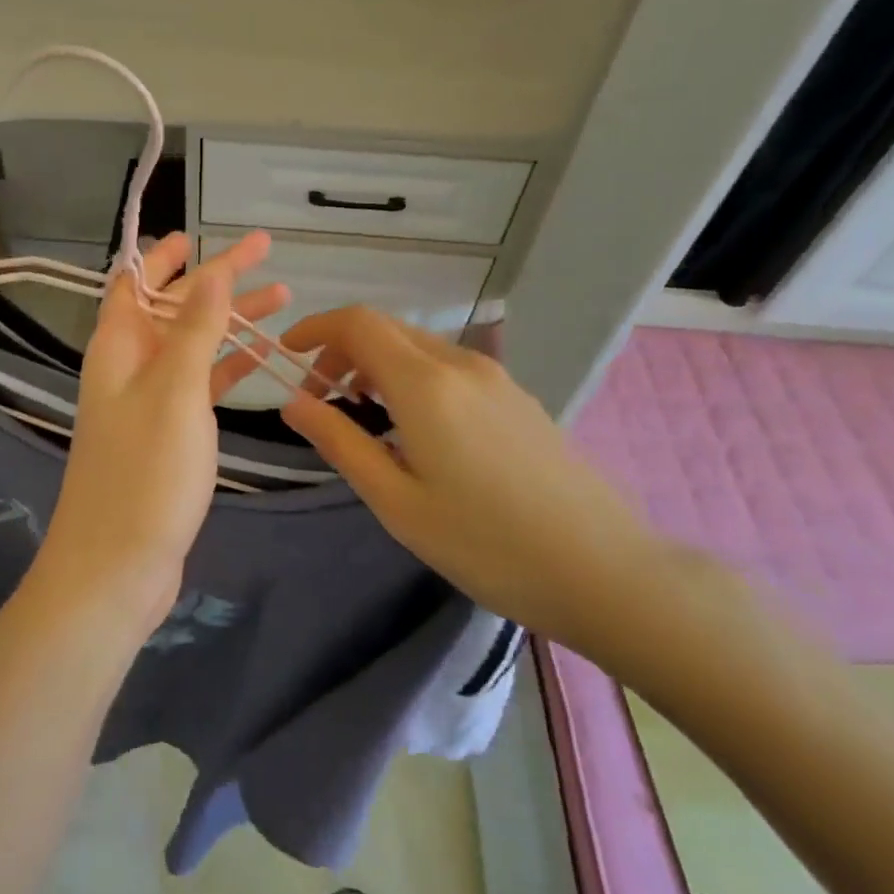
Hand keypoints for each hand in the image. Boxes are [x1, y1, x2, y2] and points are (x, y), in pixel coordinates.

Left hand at [29, 231, 286, 634]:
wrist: (117, 567)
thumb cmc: (145, 472)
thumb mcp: (175, 390)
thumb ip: (196, 328)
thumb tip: (210, 269)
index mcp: (119, 345)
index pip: (139, 280)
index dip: (169, 254)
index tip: (206, 232)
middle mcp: (129, 365)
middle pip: (174, 307)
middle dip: (217, 279)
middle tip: (268, 255)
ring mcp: (149, 400)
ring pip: (194, 344)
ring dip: (231, 320)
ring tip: (284, 298)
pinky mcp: (168, 433)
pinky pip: (201, 384)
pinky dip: (230, 366)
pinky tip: (265, 357)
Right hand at [277, 307, 658, 651]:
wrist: (606, 571)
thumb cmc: (487, 544)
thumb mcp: (397, 502)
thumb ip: (340, 443)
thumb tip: (293, 403)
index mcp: (425, 384)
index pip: (358, 323)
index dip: (315, 328)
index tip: (287, 355)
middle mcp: (459, 365)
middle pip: (386, 329)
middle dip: (342, 350)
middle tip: (320, 398)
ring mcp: (495, 378)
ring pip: (418, 347)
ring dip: (377, 364)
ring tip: (363, 415)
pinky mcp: (516, 397)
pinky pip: (448, 367)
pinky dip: (412, 377)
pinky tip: (415, 427)